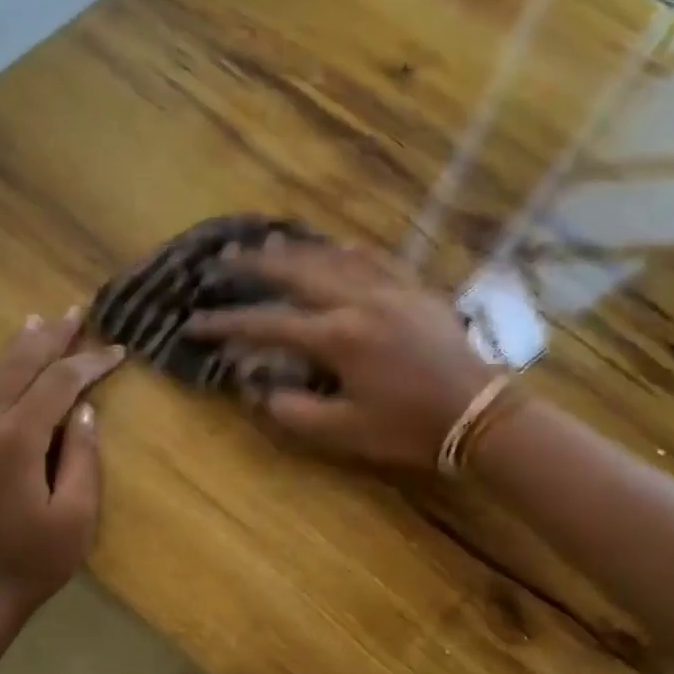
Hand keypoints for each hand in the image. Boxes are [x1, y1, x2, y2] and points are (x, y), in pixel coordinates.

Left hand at [0, 308, 124, 621]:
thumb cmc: (33, 561)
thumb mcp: (75, 515)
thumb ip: (82, 456)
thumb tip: (84, 409)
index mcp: (17, 439)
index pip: (59, 384)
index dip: (90, 363)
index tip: (115, 350)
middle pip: (19, 367)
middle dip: (51, 339)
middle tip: (75, 314)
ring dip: (13, 348)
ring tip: (37, 322)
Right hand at [187, 239, 493, 468]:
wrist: (479, 414)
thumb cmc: (409, 428)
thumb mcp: (344, 432)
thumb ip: (294, 411)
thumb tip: (259, 389)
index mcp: (337, 337)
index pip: (268, 324)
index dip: (227, 325)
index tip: (194, 324)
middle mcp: (358, 301)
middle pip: (297, 274)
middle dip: (255, 267)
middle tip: (223, 258)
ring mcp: (390, 290)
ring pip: (334, 259)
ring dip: (298, 250)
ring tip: (268, 240)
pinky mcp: (416, 291)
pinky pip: (377, 260)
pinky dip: (350, 252)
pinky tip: (339, 246)